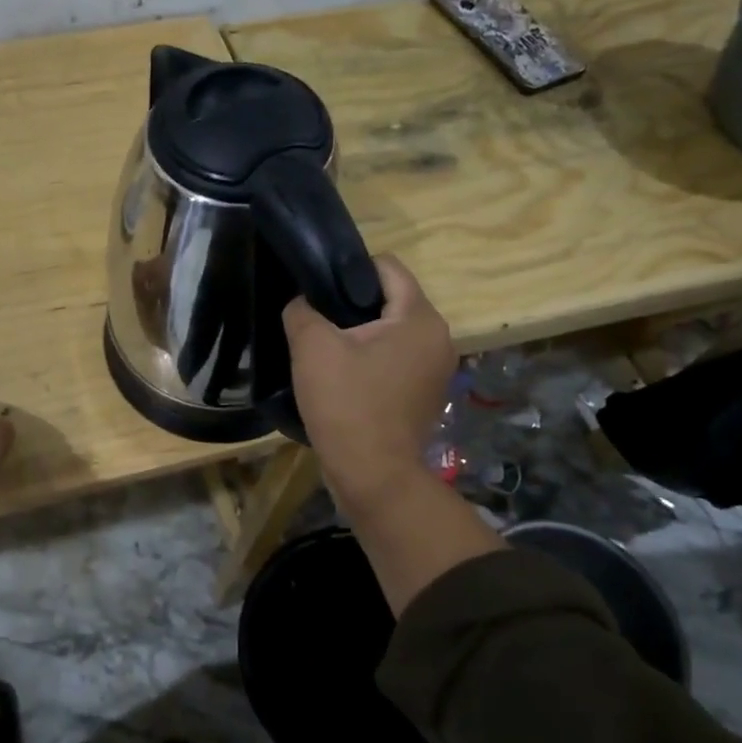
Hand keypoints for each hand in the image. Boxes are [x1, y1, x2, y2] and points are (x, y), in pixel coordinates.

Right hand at [283, 256, 455, 510]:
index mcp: (420, 317)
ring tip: (326, 348)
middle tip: (316, 319)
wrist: (373, 475)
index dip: (349, 268)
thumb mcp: (312, 347)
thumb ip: (302, 309)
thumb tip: (302, 301)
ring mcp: (437, 369)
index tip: (318, 287)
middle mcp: (439, 337)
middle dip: (353, 303)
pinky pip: (397, 359)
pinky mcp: (427, 394)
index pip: (387, 267)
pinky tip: (344, 376)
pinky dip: (373, 359)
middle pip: (392, 299)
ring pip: (393, 331)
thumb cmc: (347, 404)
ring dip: (362, 333)